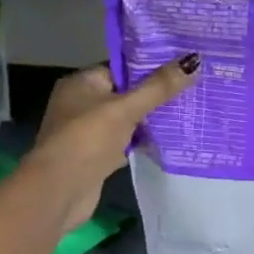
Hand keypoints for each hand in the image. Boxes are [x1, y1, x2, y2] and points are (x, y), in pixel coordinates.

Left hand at [25, 54, 198, 229]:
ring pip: (127, 119)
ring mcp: (87, 132)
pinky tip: (169, 139)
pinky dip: (142, 141)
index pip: (121, 67)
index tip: (181, 66)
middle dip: (154, 94)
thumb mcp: (126, 108)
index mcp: (81, 83)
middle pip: (125, 93)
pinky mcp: (96, 156)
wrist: (59, 192)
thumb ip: (159, 87)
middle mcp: (81, 104)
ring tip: (187, 111)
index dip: (150, 66)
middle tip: (191, 88)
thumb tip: (195, 60)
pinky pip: (125, 141)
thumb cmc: (88, 139)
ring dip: (150, 120)